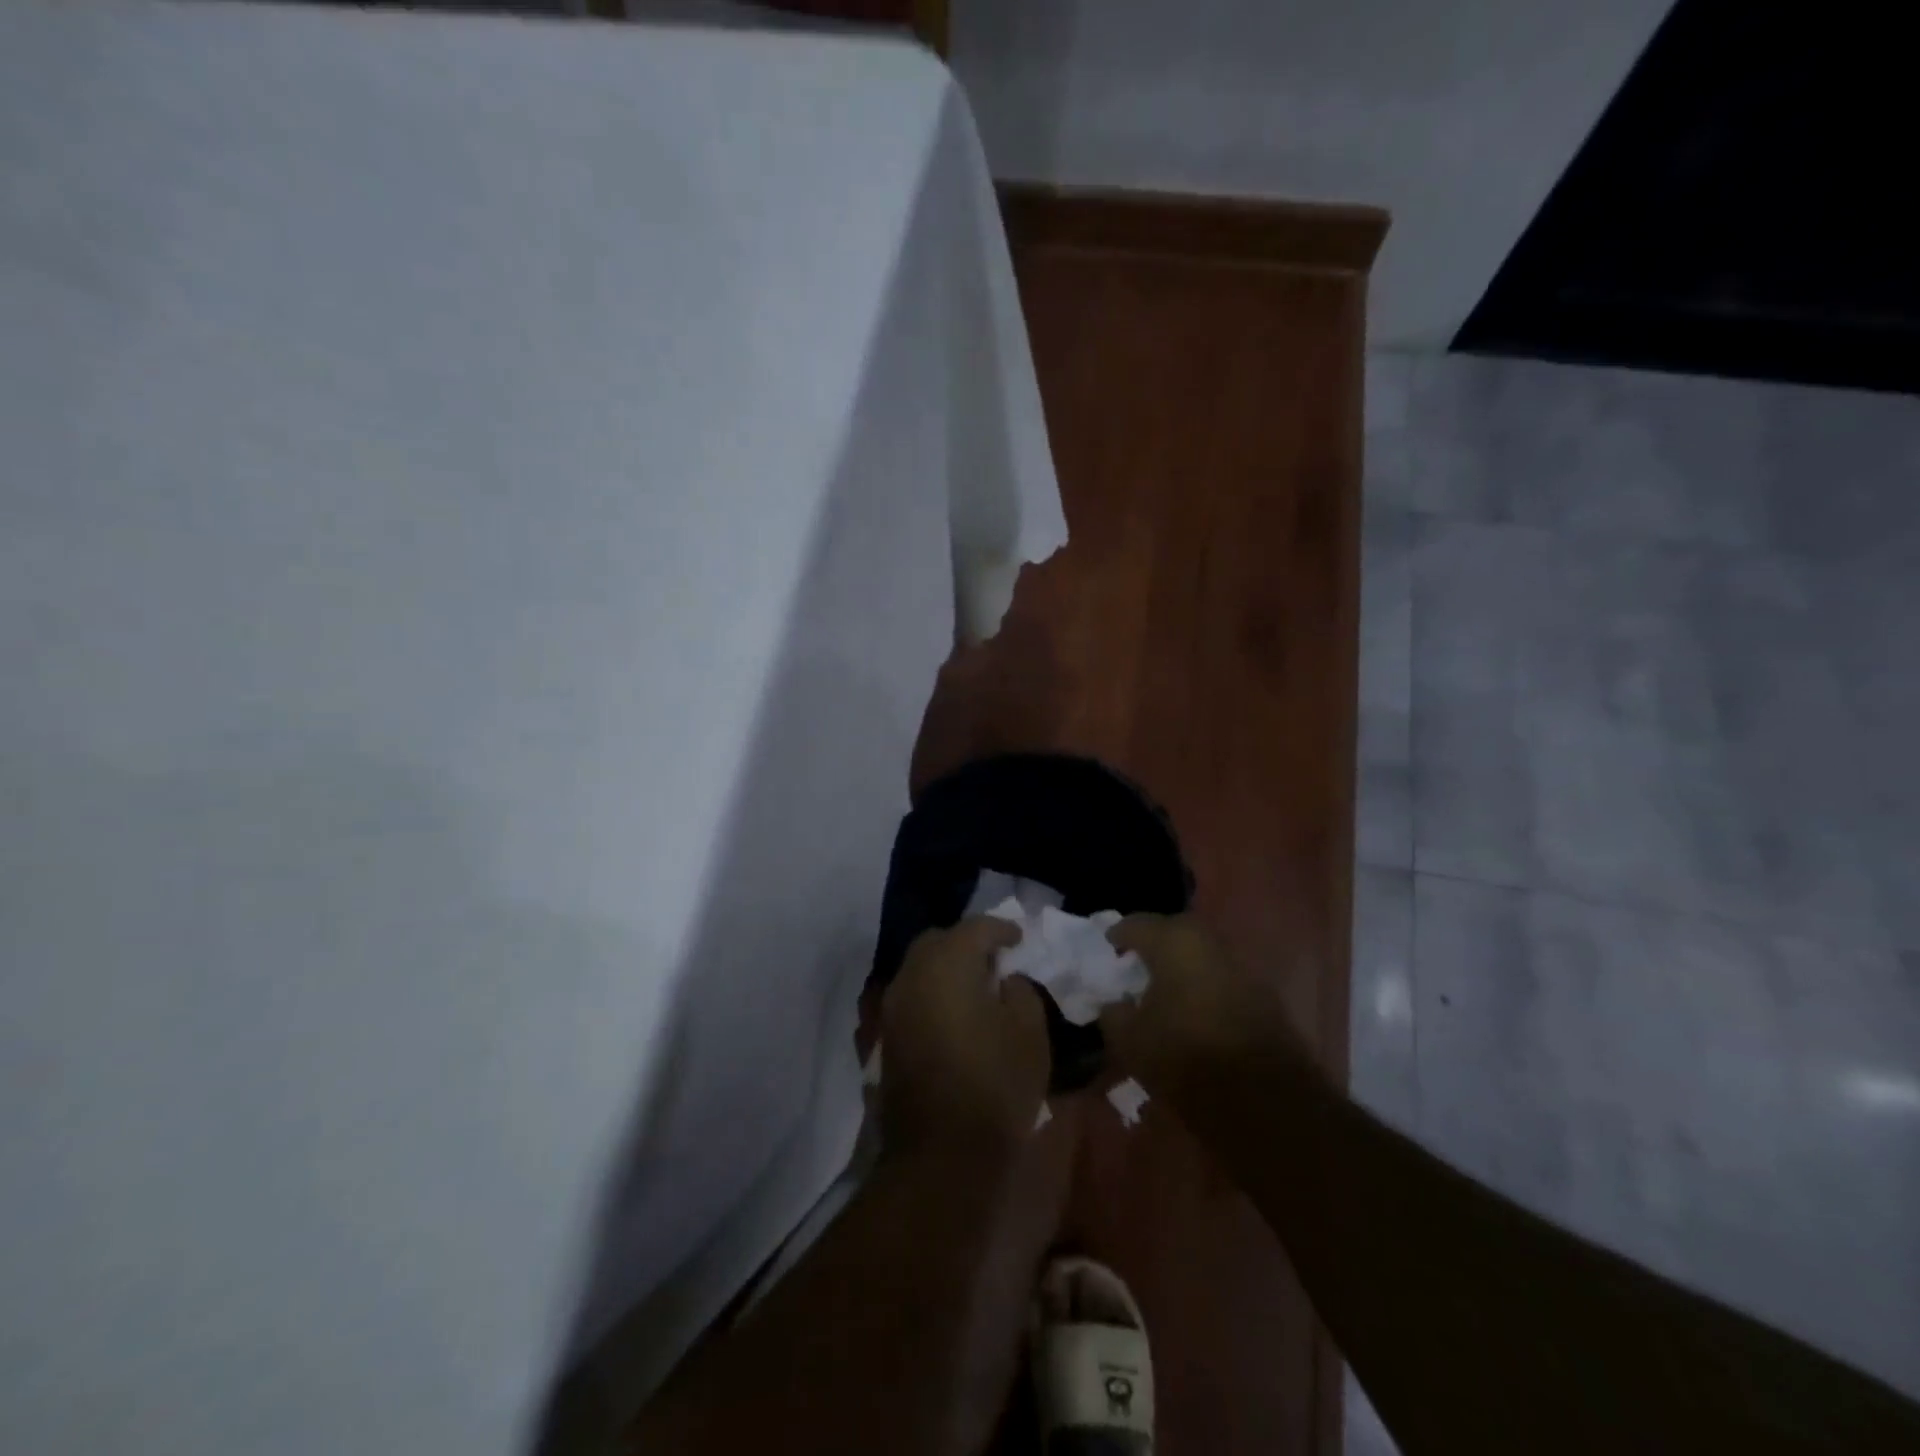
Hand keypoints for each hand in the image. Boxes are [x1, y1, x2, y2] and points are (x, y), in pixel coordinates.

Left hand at [880, 917, 1052, 1158]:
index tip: (1020, 939)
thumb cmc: (994, 1086)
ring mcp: (894, 1005)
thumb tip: (1006, 979)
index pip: (976, 928)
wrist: (940, 1154)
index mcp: (948, 964)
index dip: (1002, 929)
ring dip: (947, 967)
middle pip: (939, 940)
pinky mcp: (887, 1035)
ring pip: (920, 967)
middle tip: (995, 960)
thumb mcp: (1030, 1034)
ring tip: (976, 987)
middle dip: (967, 943)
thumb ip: (1021, 991)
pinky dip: (933, 993)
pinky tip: (954, 1014)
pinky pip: (912, 995)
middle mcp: (913, 974)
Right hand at [1100, 913, 1300, 1096]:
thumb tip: (1115, 1002)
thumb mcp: (1129, 1040)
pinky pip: (1219, 974)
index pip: (1134, 924)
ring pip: (1198, 951)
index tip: (1106, 951)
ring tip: (1163, 987)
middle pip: (1170, 930)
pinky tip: (1193, 1006)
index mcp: (1172, 941)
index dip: (1116, 937)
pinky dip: (1202, 982)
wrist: (1263, 1097)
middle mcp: (1207, 940)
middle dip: (1151, 944)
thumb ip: (1113, 1012)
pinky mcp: (1260, 989)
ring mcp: (1238, 962)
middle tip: (1134, 965)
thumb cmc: (1184, 1056)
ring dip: (1180, 963)